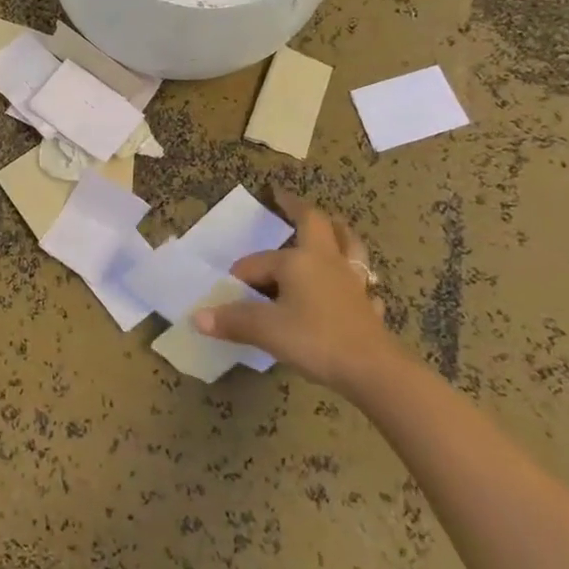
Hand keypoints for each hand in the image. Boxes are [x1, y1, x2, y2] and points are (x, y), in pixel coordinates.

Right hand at [194, 192, 397, 390]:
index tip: (227, 295)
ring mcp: (352, 282)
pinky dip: (357, 278)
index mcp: (298, 260)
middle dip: (298, 209)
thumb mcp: (266, 330)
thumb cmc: (315, 339)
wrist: (372, 370)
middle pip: (316, 224)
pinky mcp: (368, 306)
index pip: (257, 263)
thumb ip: (231, 320)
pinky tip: (355, 287)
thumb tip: (196, 317)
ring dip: (338, 232)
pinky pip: (363, 282)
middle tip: (284, 197)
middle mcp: (326, 261)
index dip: (240, 277)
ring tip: (332, 225)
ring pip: (349, 245)